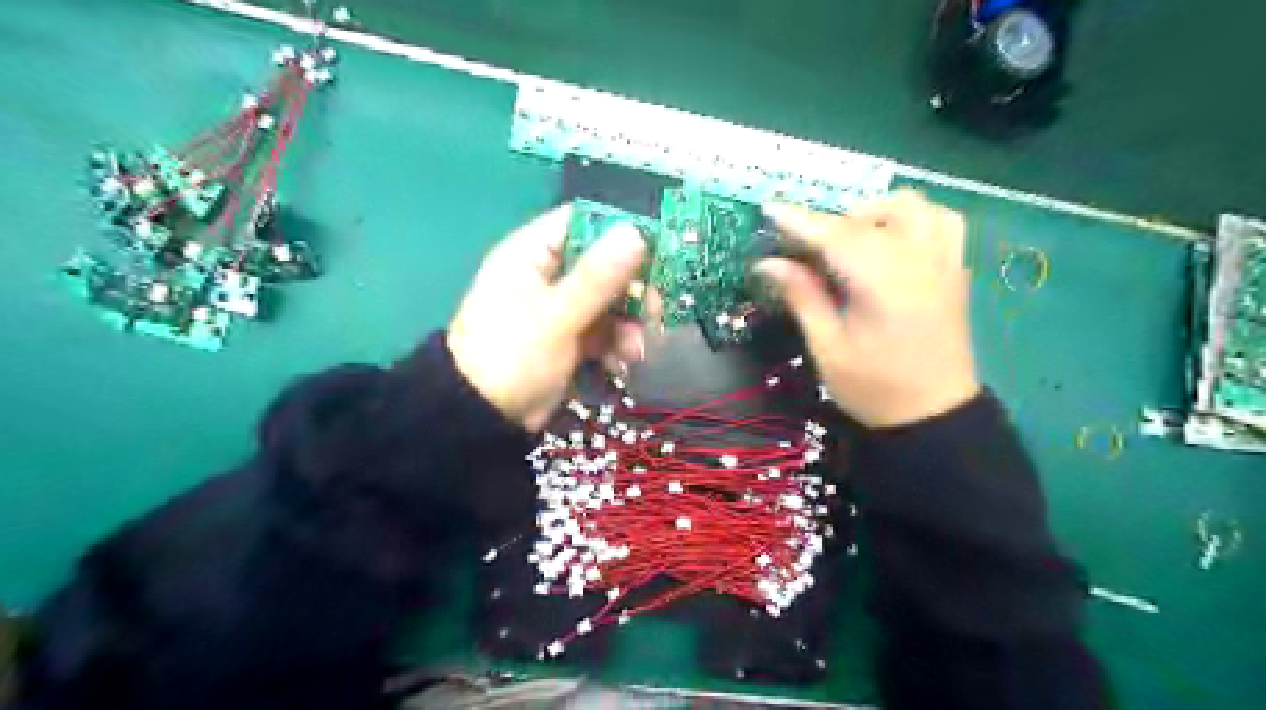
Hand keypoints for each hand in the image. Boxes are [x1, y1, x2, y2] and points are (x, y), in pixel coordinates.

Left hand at [449, 206, 645, 432]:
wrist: (483, 419)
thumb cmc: (511, 357)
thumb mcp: (556, 316)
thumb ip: (597, 277)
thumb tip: (635, 231)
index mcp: (533, 254)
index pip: (583, 222)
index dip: (620, 231)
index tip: (655, 251)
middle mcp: (549, 275)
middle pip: (605, 265)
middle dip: (632, 292)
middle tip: (653, 312)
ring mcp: (561, 308)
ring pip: (610, 302)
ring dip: (628, 326)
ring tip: (632, 353)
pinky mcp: (570, 338)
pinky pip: (605, 331)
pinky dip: (617, 346)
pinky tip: (620, 366)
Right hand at [760, 188, 976, 426]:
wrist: (934, 416)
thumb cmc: (874, 389)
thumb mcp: (828, 349)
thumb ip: (803, 298)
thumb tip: (769, 263)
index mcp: (883, 285)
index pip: (836, 236)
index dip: (800, 221)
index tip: (770, 209)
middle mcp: (918, 262)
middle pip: (872, 215)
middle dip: (833, 221)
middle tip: (808, 248)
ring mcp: (943, 263)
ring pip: (913, 207)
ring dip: (875, 213)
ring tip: (851, 238)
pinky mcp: (955, 270)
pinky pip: (940, 221)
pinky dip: (911, 219)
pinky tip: (891, 240)